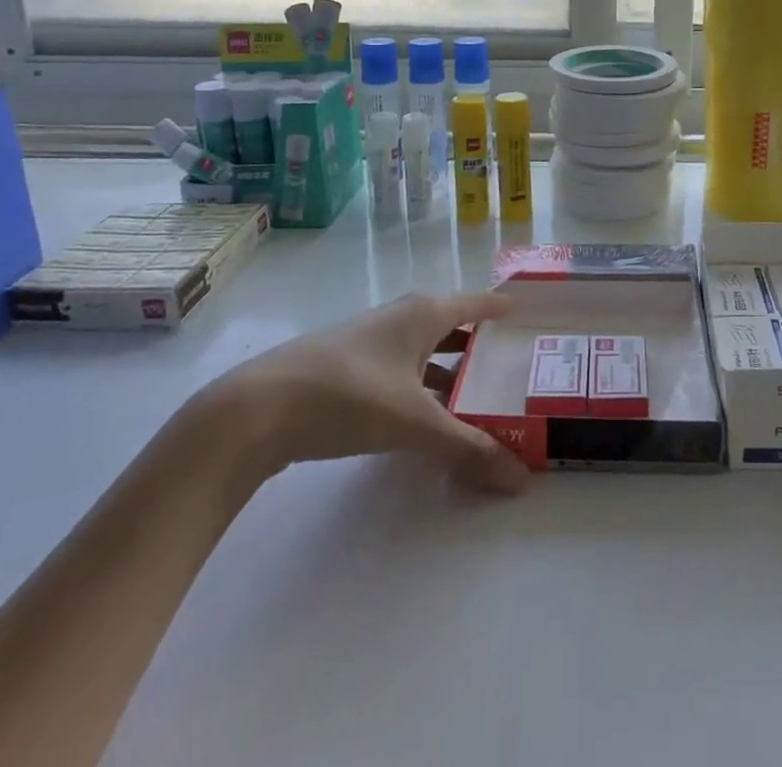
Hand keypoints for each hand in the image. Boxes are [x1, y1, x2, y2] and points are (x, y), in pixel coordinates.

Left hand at [201, 291, 530, 494]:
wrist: (255, 410)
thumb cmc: (347, 396)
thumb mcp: (414, 424)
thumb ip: (468, 449)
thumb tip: (520, 479)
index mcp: (422, 314)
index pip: (474, 302)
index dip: (500, 306)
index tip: (526, 311)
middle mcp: (399, 318)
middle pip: (450, 327)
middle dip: (479, 347)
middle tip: (511, 368)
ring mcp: (369, 342)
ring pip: (422, 352)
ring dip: (448, 373)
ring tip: (475, 400)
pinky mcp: (345, 368)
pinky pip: (399, 371)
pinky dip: (420, 388)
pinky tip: (423, 418)